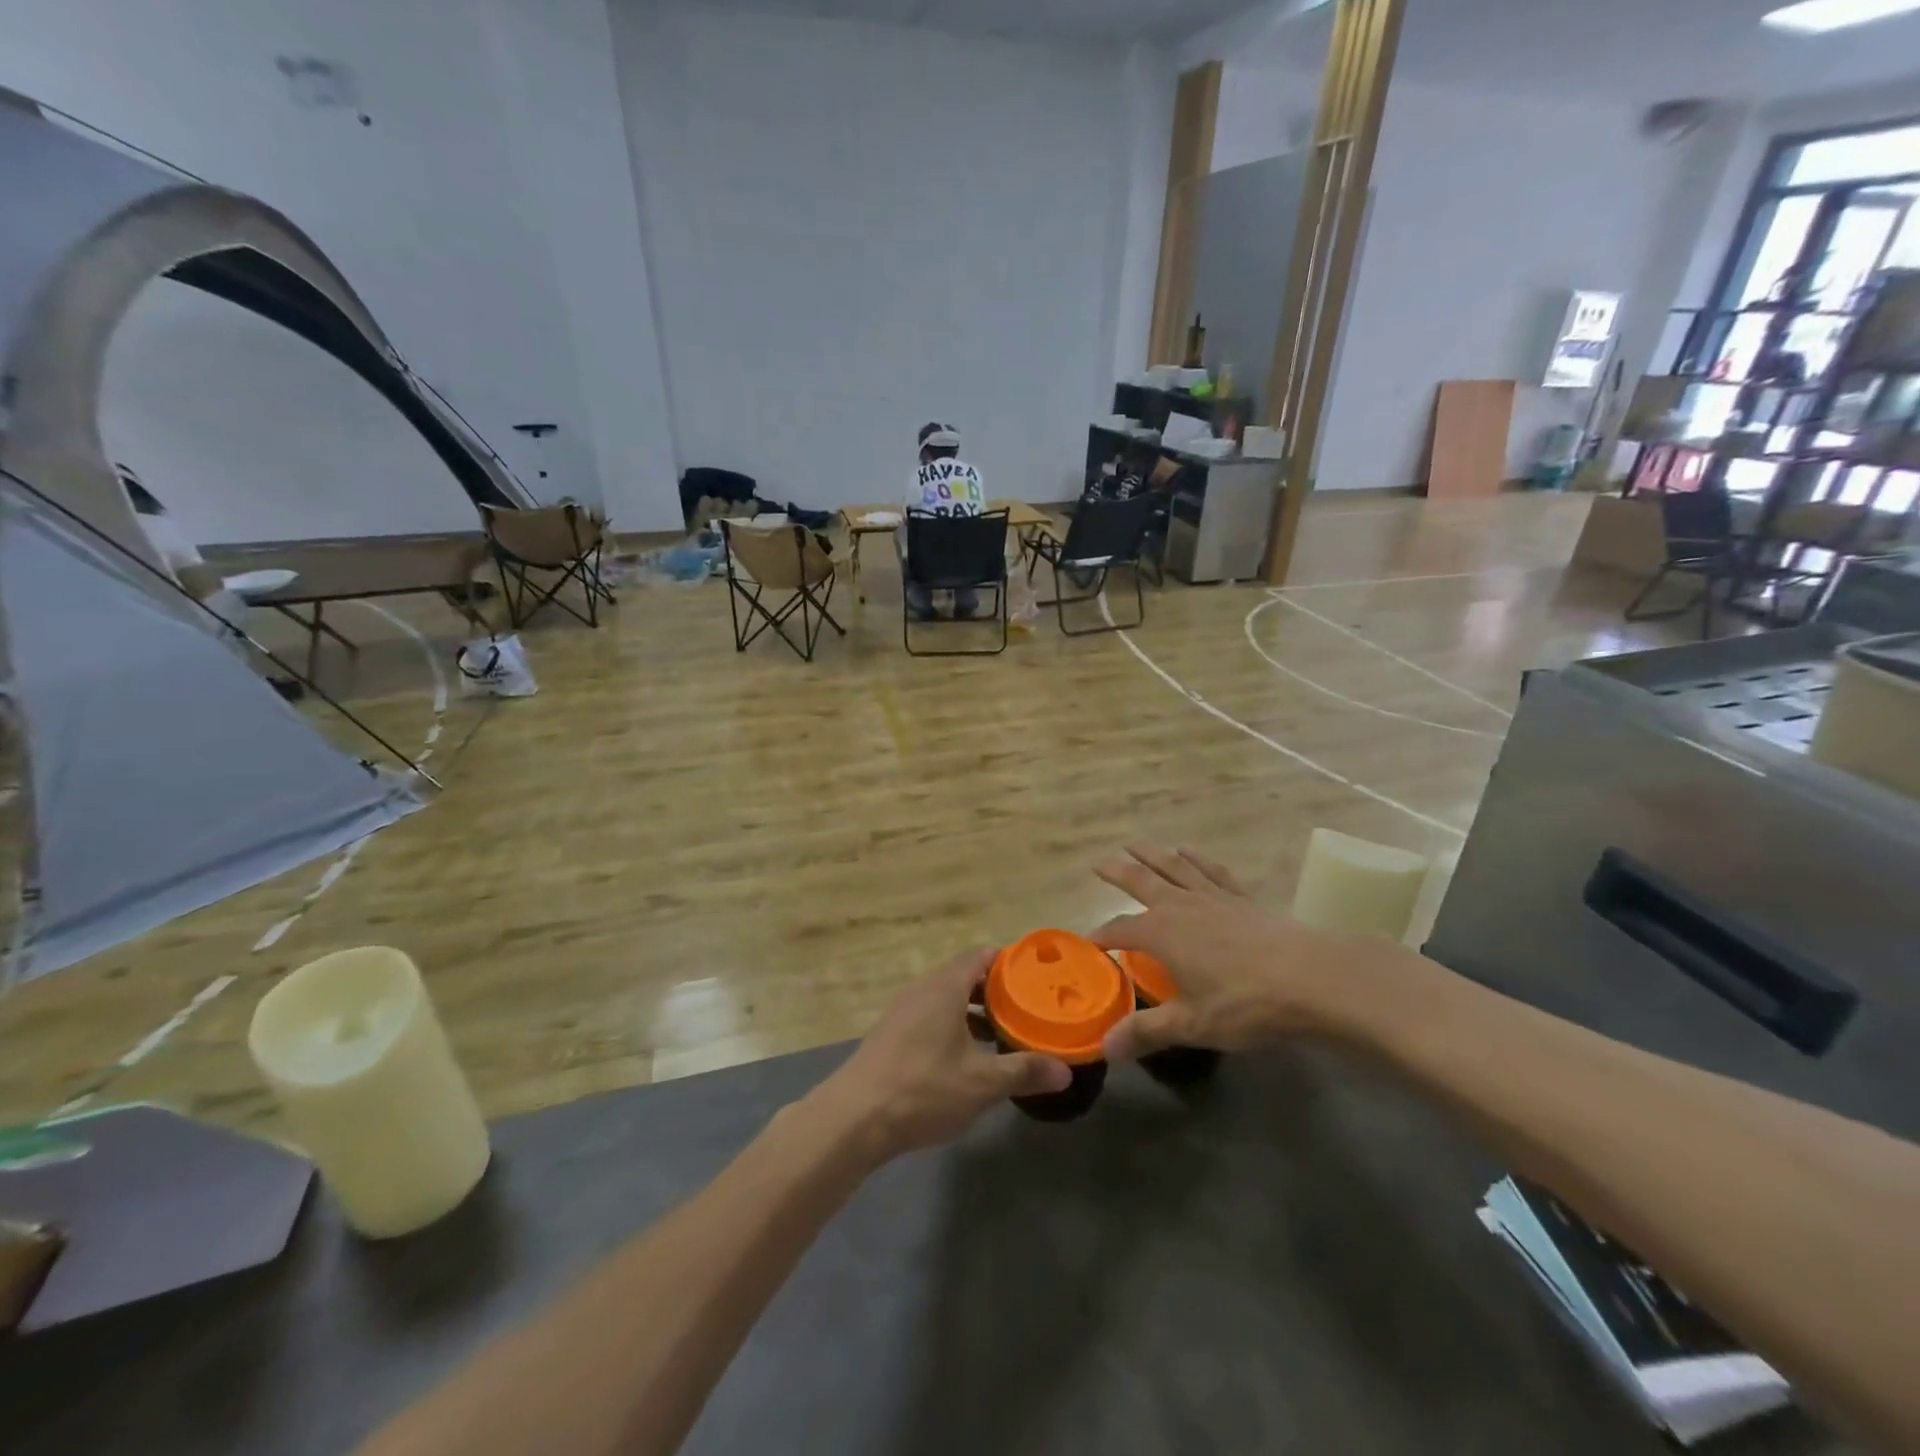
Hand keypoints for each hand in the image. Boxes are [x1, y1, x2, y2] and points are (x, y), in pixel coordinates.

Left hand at [807, 950, 1071, 1163]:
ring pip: (948, 1000)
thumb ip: (1024, 1071)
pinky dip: (954, 1028)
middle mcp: (923, 989)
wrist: (853, 1118)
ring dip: (975, 1014)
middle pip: (965, 977)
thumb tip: (1065, 1071)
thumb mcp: (981, 1083)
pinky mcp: (891, 1035)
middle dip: (997, 992)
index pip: (982, 956)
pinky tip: (967, 1060)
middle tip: (1028, 1011)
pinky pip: (931, 1018)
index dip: (1011, 963)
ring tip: (1004, 1037)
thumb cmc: (923, 1089)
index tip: (1037, 979)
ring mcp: (903, 1012)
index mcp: (945, 987)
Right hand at [1091, 842, 1398, 1061]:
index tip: (1088, 942)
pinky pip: (1213, 871)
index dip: (1102, 935)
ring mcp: (1214, 897)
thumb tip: (1104, 1048)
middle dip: (1118, 872)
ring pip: (1175, 867)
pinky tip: (1190, 852)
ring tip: (1136, 844)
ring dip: (1152, 854)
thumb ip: (1147, 1032)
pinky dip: (1198, 859)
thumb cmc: (1246, 1003)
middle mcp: (1182, 906)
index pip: (1121, 929)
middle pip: (1142, 881)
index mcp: (1162, 932)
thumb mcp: (1192, 1024)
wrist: (1314, 978)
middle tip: (1099, 862)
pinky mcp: (1244, 898)